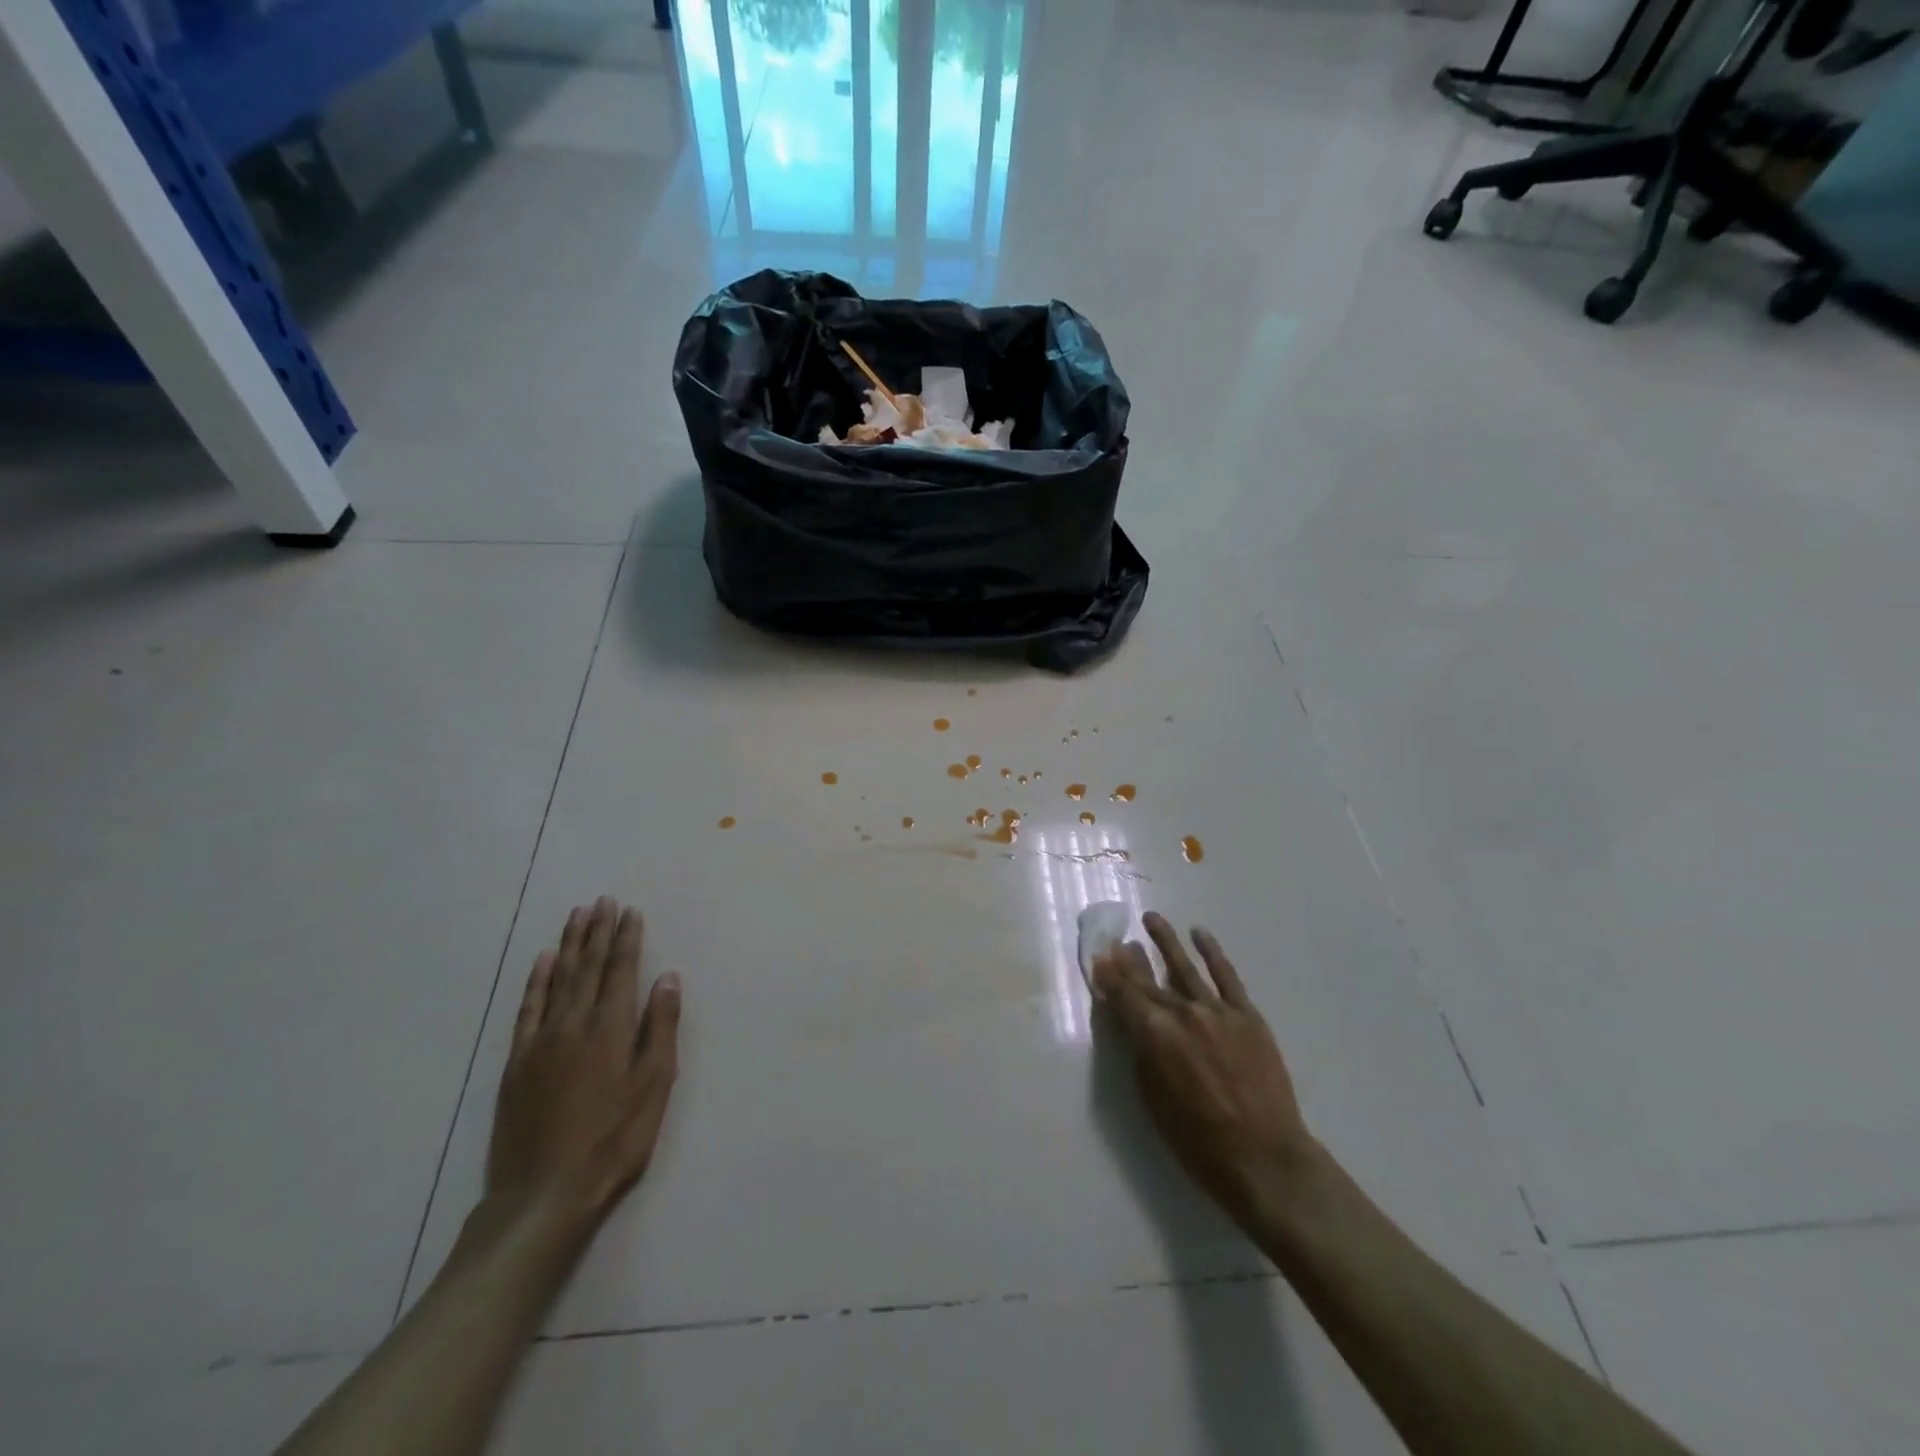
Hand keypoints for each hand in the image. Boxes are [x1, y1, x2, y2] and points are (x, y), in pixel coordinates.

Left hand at [486, 897, 681, 1224]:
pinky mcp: (517, 1063)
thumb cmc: (613, 1140)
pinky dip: (536, 981)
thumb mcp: (654, 1085)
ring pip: (557, 980)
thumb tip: (667, 977)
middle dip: (597, 931)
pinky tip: (542, 962)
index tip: (630, 911)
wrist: (544, 1194)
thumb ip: (660, 1027)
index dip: (626, 938)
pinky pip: (528, 1009)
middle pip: (587, 967)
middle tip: (602, 901)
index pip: (620, 970)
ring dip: (569, 945)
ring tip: (577, 916)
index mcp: (610, 1028)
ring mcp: (540, 1042)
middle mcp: (573, 1024)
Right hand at [1092, 913, 1316, 1233]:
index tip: (1099, 955)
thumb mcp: (1152, 1099)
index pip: (1123, 995)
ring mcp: (1216, 1010)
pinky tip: (1201, 934)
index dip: (1108, 974)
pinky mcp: (1246, 1015)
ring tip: (1152, 919)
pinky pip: (1226, 976)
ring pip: (1184, 967)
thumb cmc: (1197, 1140)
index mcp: (1153, 1035)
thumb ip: (1141, 1053)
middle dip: (1131, 958)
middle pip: (1149, 979)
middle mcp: (1181, 1013)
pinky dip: (1212, 953)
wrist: (1264, 1158)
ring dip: (1166, 941)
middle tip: (1119, 939)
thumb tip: (1134, 1023)